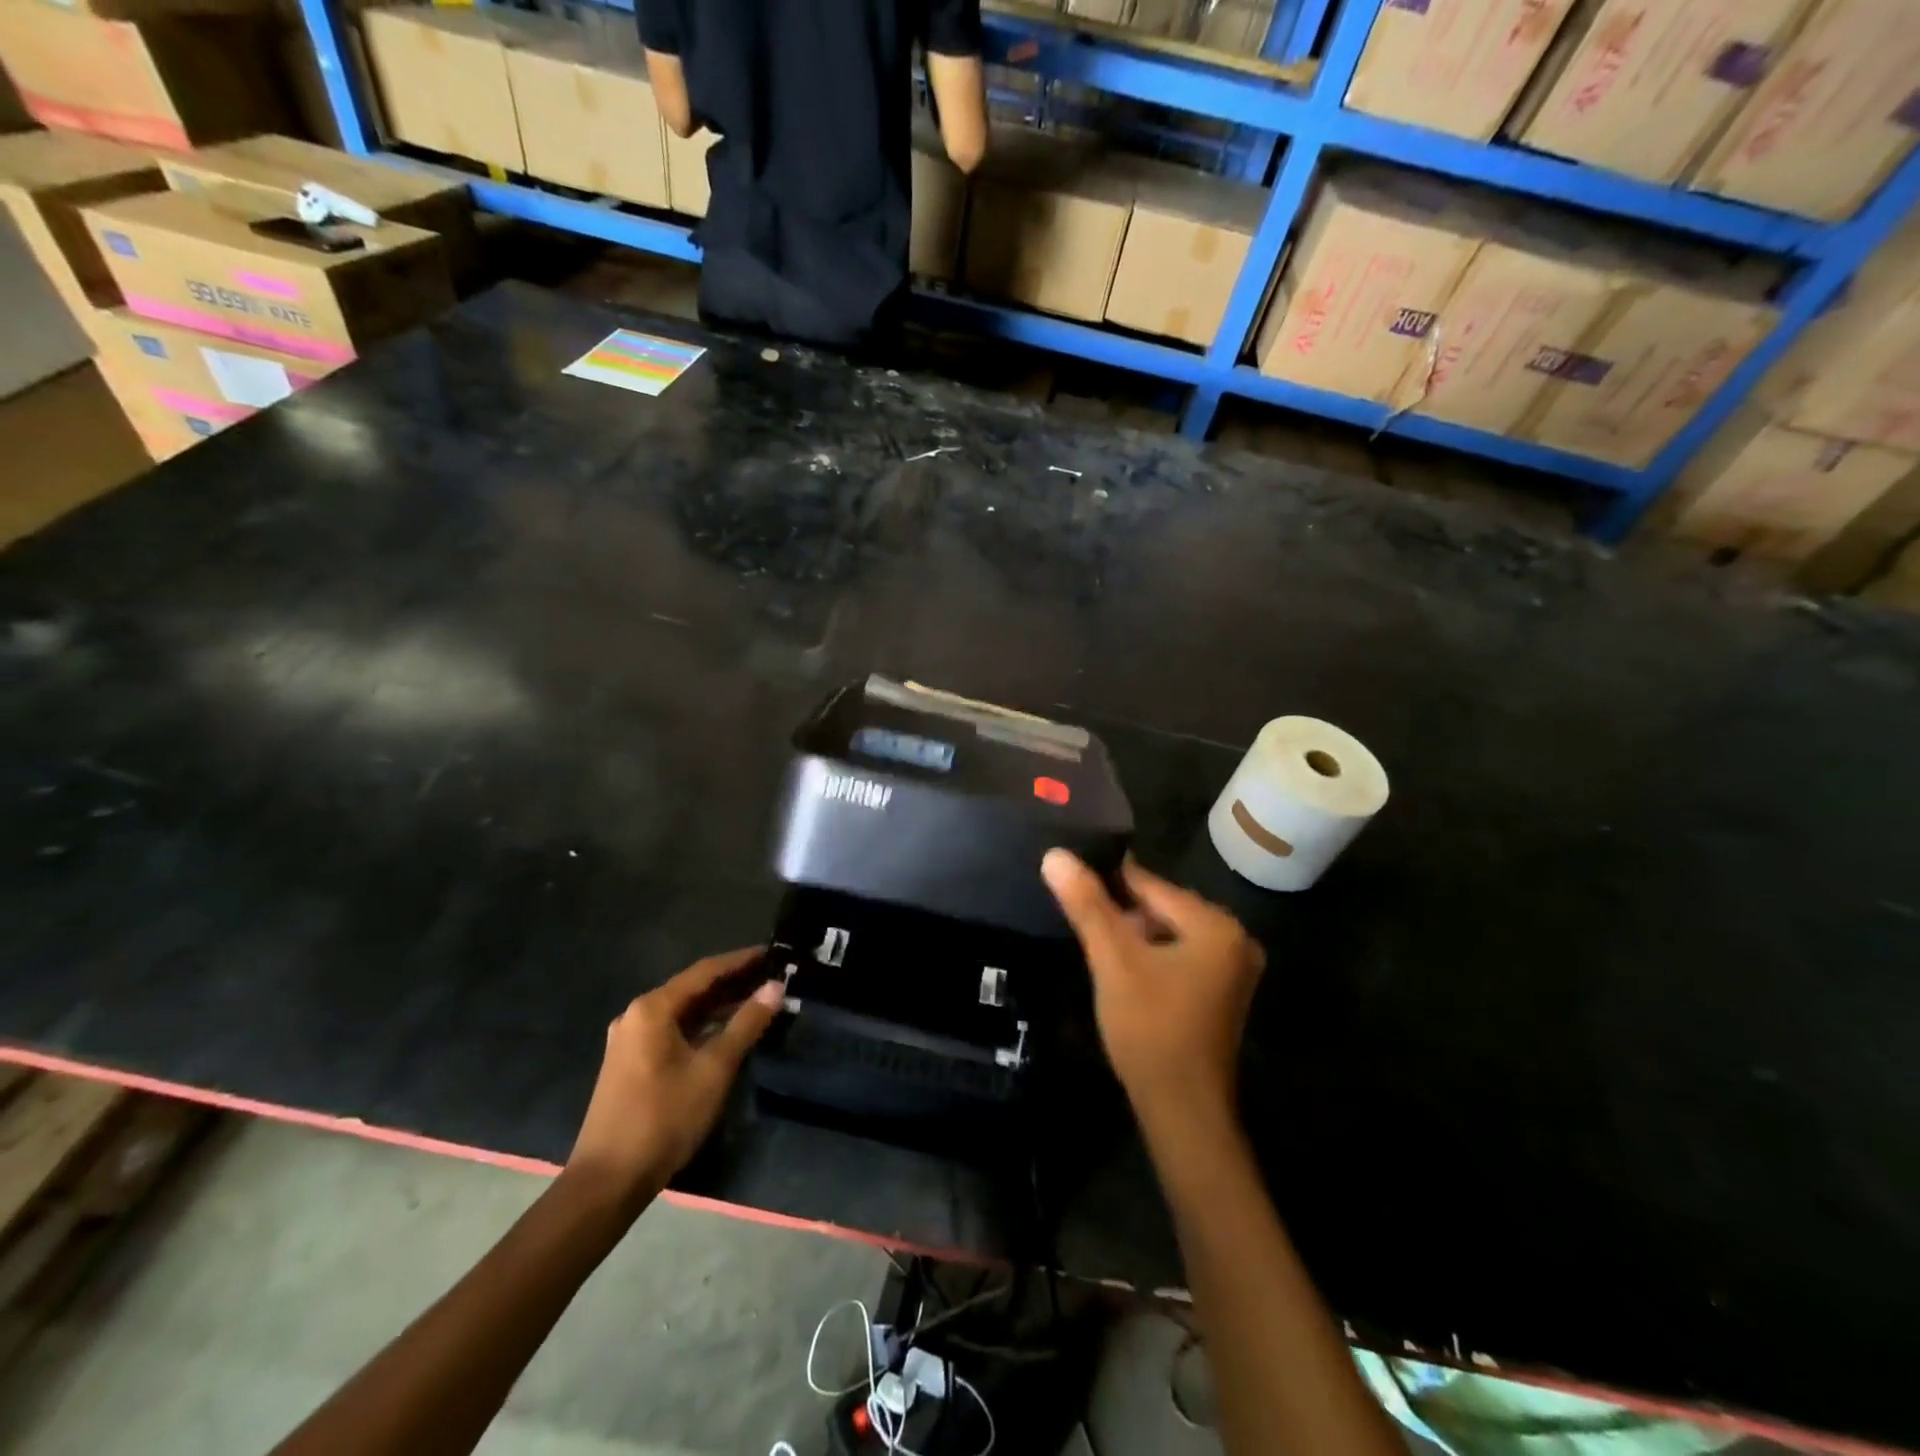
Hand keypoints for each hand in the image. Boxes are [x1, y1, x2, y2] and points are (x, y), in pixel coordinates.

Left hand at [567, 948, 783, 1204]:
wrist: (607, 1181)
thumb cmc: (664, 1117)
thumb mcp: (714, 1069)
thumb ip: (746, 1024)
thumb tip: (775, 987)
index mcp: (653, 1008)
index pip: (705, 971)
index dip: (741, 961)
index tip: (772, 954)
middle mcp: (637, 1015)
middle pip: (692, 989)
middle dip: (732, 982)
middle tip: (770, 977)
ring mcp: (629, 1040)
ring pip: (682, 1011)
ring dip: (717, 1006)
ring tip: (756, 1001)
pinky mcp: (629, 1062)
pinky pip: (672, 1030)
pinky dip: (701, 1026)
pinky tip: (725, 1032)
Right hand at [1042, 851, 1263, 1132]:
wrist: (1183, 1112)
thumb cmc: (1150, 1029)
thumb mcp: (1113, 961)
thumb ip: (1087, 905)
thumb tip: (1055, 855)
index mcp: (1217, 926)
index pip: (1151, 885)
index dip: (1109, 880)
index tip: (1073, 877)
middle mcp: (1235, 940)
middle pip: (1163, 908)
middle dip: (1123, 913)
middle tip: (1081, 920)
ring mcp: (1233, 970)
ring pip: (1169, 934)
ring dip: (1135, 937)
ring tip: (1097, 946)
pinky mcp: (1222, 994)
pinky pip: (1180, 956)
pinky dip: (1152, 958)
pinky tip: (1124, 972)